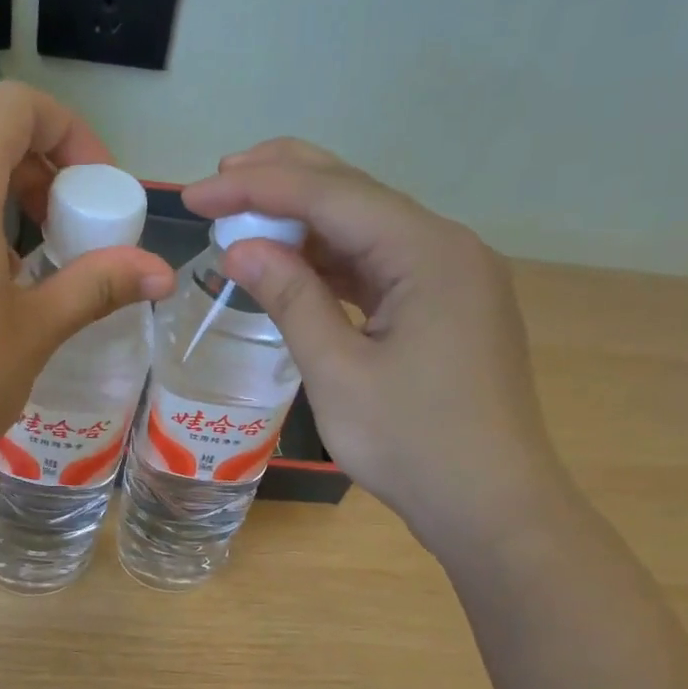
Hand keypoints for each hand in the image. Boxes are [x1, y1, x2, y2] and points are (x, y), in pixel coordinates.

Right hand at [183, 139, 570, 545]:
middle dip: (284, 182)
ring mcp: (451, 277)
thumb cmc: (413, 444)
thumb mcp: (339, 372)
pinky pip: (379, 267)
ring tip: (243, 218)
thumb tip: (239, 248)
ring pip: (367, 229)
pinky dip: (332, 263)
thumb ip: (291, 299)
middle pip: (355, 194)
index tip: (196, 195)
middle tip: (219, 181)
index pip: (332, 195)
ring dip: (305, 223)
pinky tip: (292, 264)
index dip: (257, 188)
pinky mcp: (445, 307)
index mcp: (428, 252)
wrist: (491, 507)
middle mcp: (447, 248)